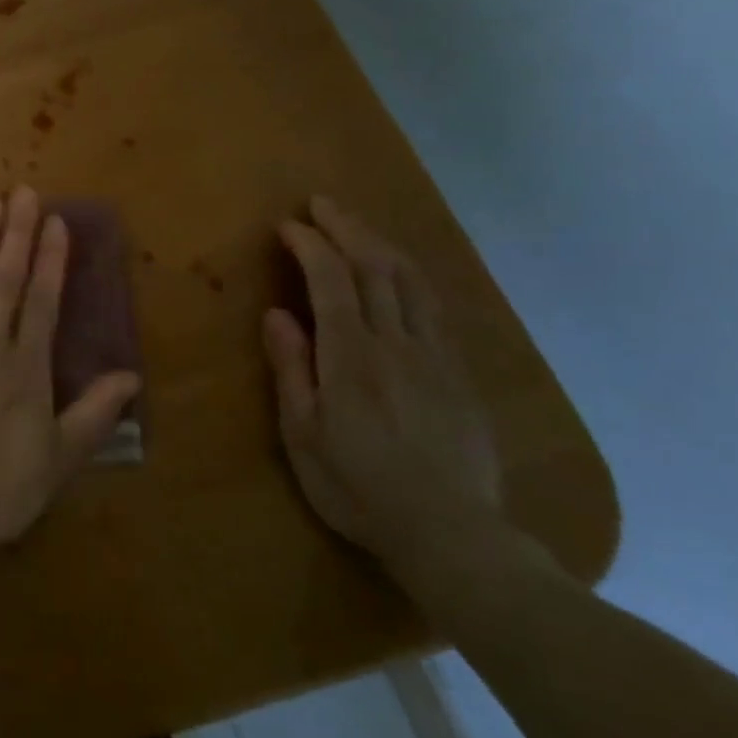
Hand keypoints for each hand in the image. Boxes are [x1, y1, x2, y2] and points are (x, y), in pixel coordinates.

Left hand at [0, 187, 142, 575]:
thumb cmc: (2, 491)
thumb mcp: (61, 458)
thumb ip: (95, 413)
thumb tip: (132, 375)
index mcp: (28, 370)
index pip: (43, 302)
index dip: (51, 260)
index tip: (55, 221)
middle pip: (6, 282)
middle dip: (16, 234)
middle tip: (22, 191)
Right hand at [263, 198, 502, 571]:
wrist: (451, 534)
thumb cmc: (358, 487)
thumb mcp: (304, 434)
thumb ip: (292, 369)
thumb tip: (277, 314)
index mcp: (351, 357)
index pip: (331, 281)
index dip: (310, 245)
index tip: (288, 225)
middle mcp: (396, 343)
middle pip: (376, 267)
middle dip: (347, 228)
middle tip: (321, 204)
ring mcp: (435, 356)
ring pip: (412, 281)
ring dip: (382, 243)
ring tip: (358, 225)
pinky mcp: (460, 373)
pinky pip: (435, 308)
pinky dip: (412, 276)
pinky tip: (401, 272)